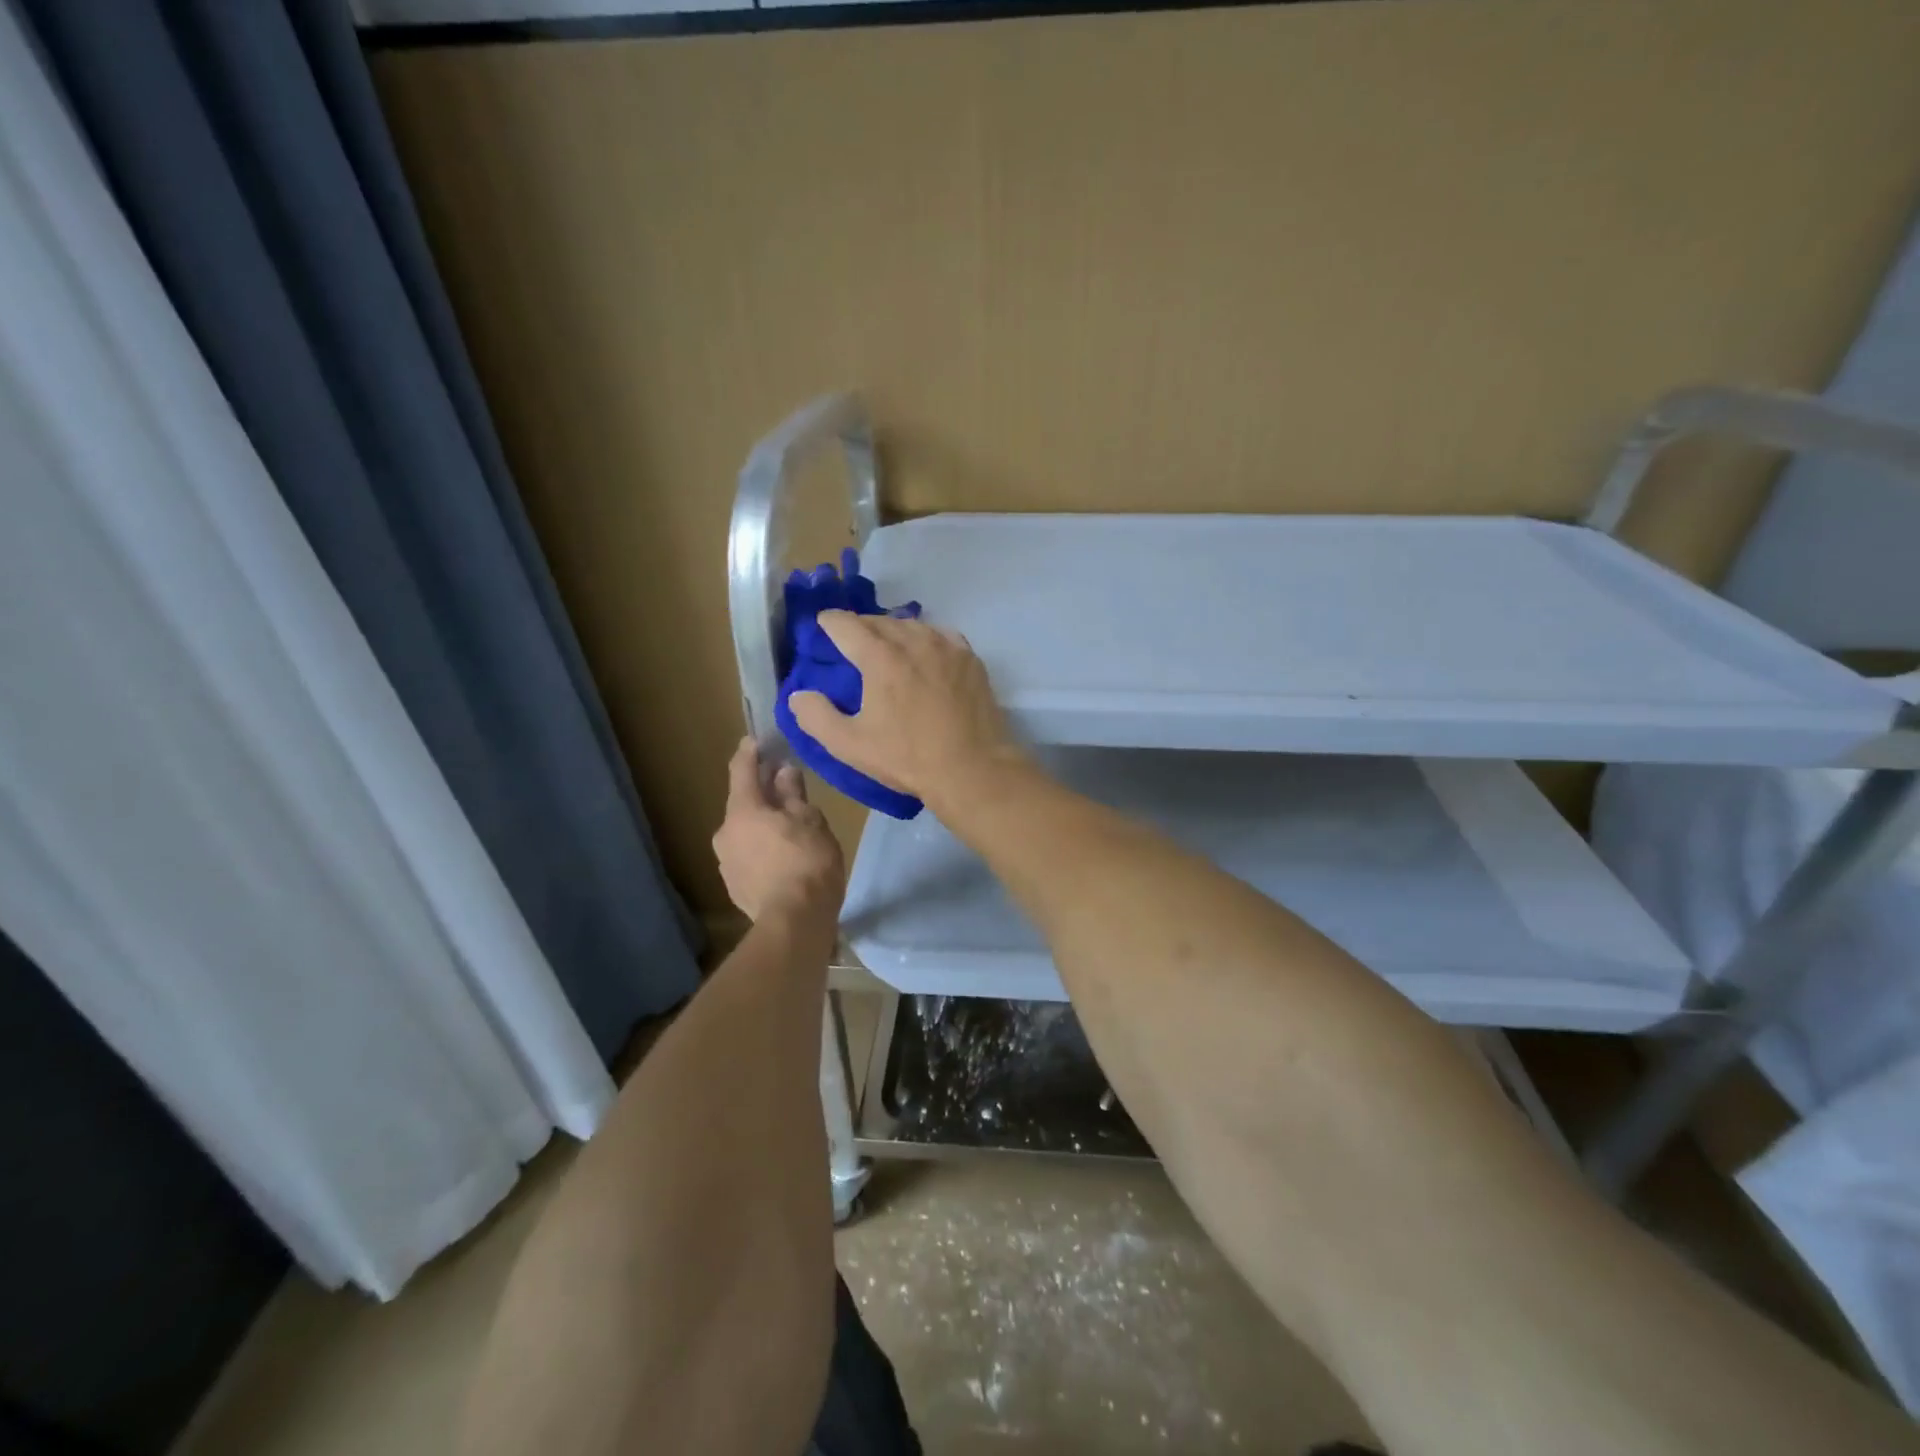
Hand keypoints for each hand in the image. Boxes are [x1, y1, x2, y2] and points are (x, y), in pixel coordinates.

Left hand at [712, 738, 844, 921]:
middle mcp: (725, 833)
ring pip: (745, 832)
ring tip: (790, 828)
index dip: (750, 752)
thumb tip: (783, 772)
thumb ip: (793, 793)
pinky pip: (748, 857)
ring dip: (763, 824)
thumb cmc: (807, 862)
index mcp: (742, 811)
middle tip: (787, 788)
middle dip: (763, 793)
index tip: (757, 739)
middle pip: (743, 804)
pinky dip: (763, 849)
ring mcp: (726, 863)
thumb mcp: (810, 820)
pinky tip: (784, 858)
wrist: (794, 923)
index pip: (741, 769)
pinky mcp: (734, 887)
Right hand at [788, 611, 1025, 802]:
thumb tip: (798, 694)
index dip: (829, 622)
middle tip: (851, 641)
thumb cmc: (907, 758)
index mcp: (880, 657)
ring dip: (893, 631)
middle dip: (860, 626)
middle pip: (879, 621)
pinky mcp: (970, 659)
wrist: (972, 769)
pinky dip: (926, 638)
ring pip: (912, 625)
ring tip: (886, 646)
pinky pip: (941, 635)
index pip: (846, 624)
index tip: (822, 626)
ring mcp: (947, 647)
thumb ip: (816, 716)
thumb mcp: (850, 745)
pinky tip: (925, 653)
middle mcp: (913, 641)